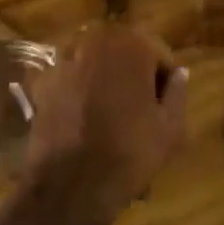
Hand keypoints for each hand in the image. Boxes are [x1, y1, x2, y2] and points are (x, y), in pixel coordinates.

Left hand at [19, 24, 187, 224]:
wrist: (72, 183)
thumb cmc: (130, 152)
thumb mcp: (170, 129)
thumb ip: (178, 93)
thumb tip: (180, 73)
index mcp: (131, 45)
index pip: (158, 53)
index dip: (165, 80)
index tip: (165, 106)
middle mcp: (96, 41)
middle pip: (123, 53)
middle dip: (133, 75)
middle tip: (140, 110)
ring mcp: (65, 59)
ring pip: (95, 64)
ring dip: (105, 80)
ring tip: (110, 115)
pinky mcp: (43, 81)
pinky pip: (70, 80)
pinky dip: (78, 92)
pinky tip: (83, 120)